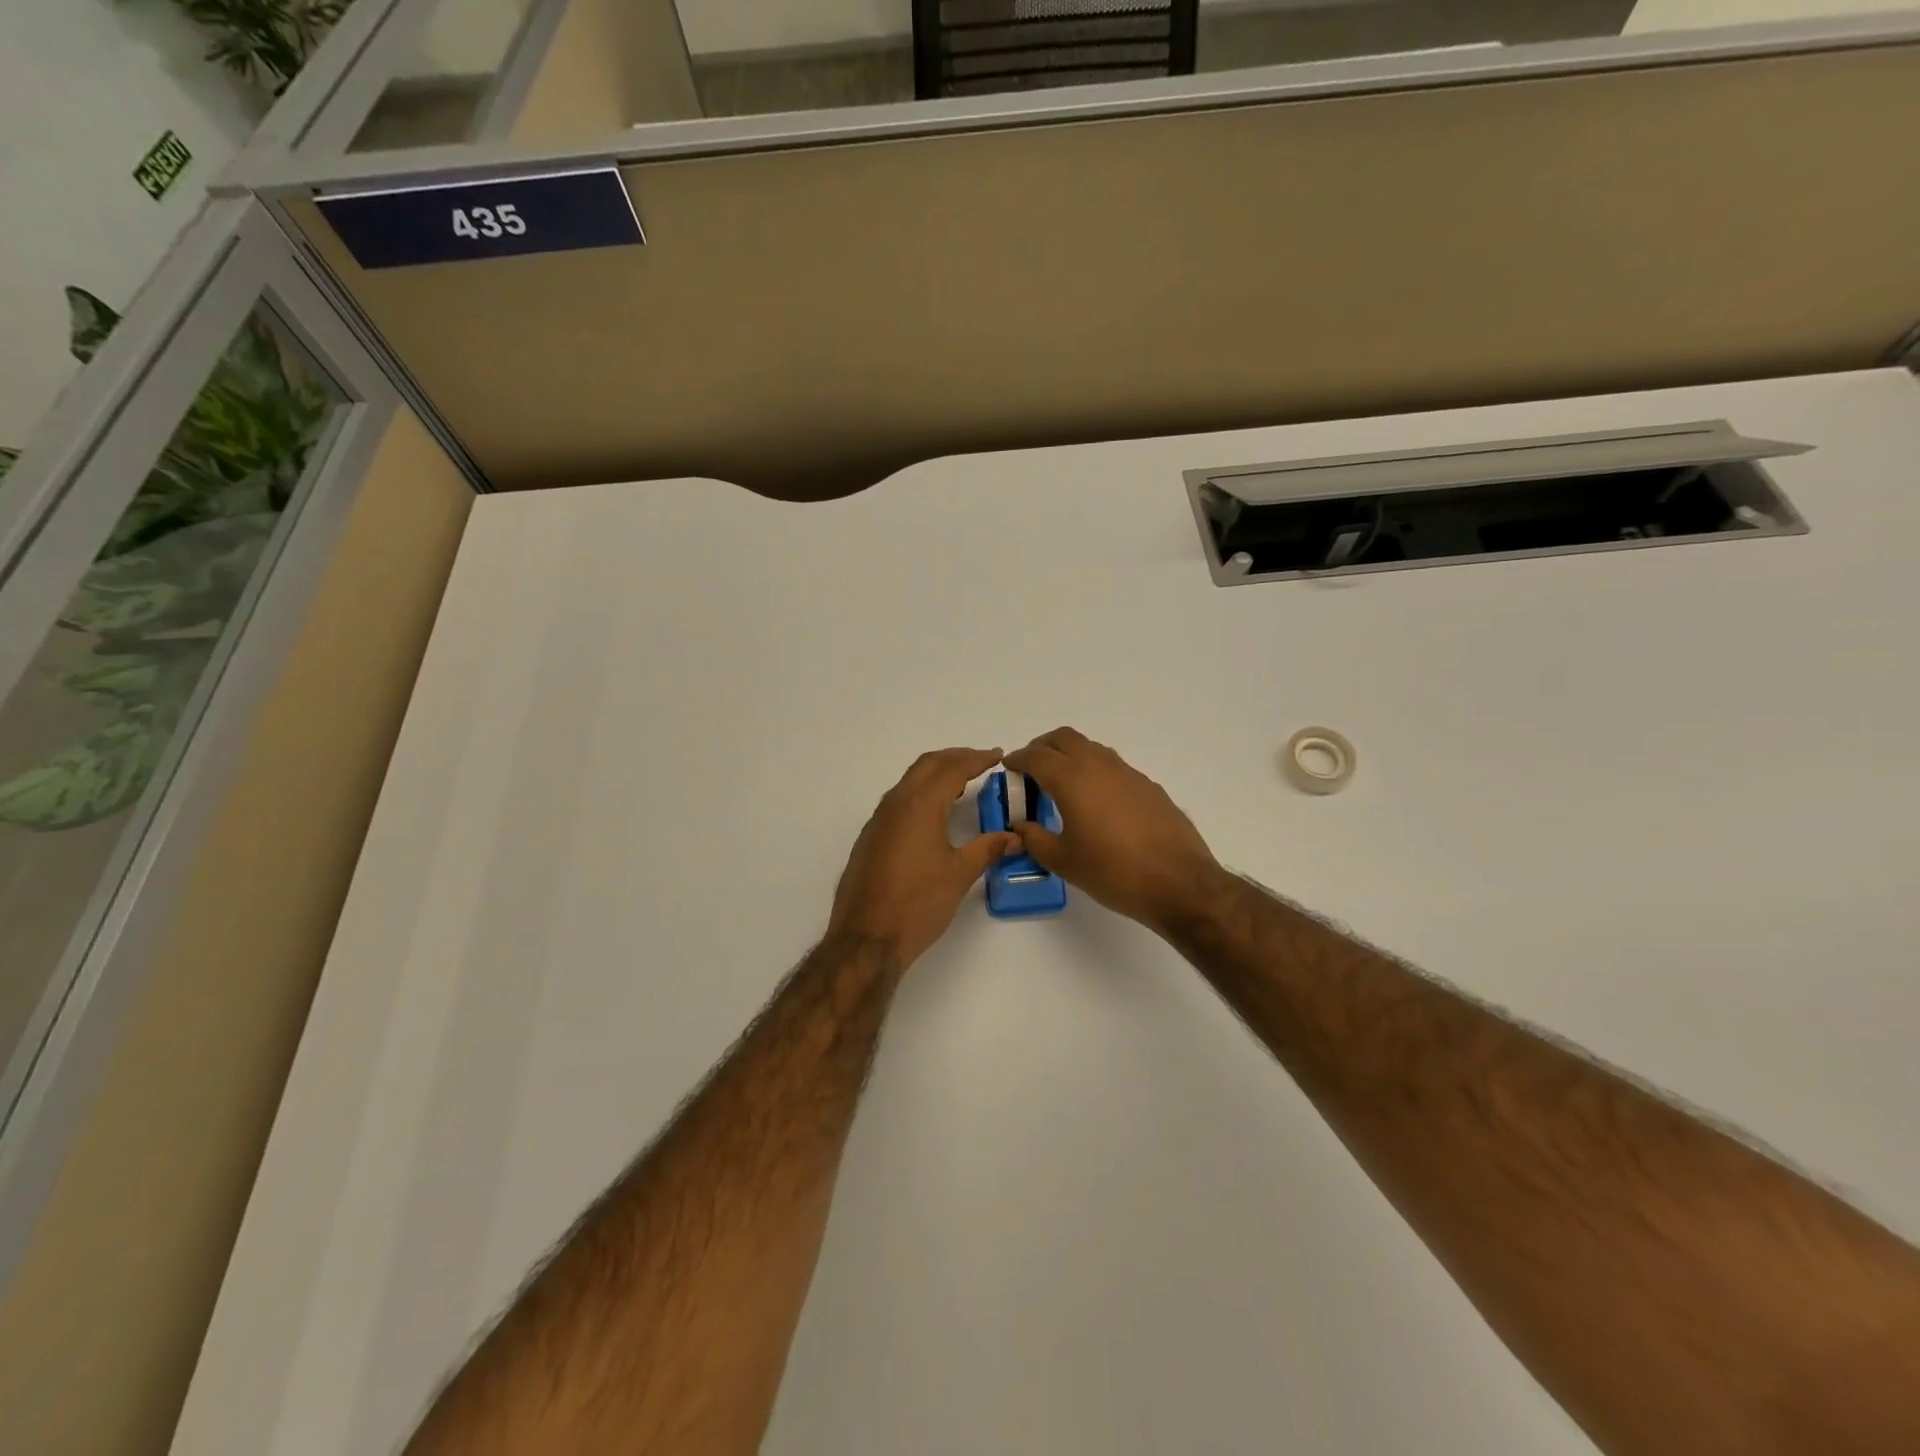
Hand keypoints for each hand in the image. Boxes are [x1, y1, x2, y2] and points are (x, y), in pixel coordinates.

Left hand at [828, 747, 1021, 968]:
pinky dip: (921, 794)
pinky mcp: (870, 838)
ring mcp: (878, 821)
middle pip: (927, 765)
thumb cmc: (918, 904)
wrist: (866, 938)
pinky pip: (898, 801)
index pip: (952, 768)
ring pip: (909, 782)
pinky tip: (934, 814)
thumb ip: (988, 849)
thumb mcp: (960, 875)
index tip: (997, 755)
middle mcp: (895, 804)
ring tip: (961, 784)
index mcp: (919, 805)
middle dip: (955, 758)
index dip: (977, 759)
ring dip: (935, 775)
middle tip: (981, 762)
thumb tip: (1014, 837)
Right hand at [1004, 728, 1222, 933]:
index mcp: (1072, 780)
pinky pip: (1112, 766)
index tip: (1008, 768)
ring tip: (1061, 784)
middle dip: (1043, 747)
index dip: (1018, 759)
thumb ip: (1035, 839)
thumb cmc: (1113, 872)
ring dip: (1070, 756)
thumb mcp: (1064, 861)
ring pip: (1091, 748)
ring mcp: (1127, 773)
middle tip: (1031, 769)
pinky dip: (1094, 771)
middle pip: (1064, 738)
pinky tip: (1096, 802)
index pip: (1037, 756)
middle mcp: (1099, 766)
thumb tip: (1020, 826)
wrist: (1179, 882)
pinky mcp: (1148, 786)